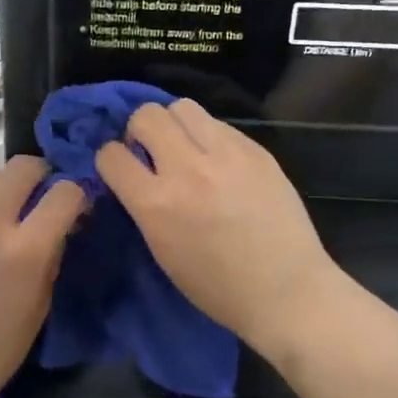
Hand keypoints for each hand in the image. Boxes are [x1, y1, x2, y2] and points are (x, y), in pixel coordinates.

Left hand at [0, 156, 84, 397]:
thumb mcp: (41, 301)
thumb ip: (53, 252)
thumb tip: (64, 220)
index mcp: (26, 250)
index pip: (65, 193)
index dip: (75, 195)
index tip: (73, 206)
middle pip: (23, 167)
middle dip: (40, 177)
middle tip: (39, 197)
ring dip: (2, 186)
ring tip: (1, 210)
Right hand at [95, 101, 342, 356]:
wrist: (286, 290)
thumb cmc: (218, 288)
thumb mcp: (163, 251)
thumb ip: (146, 207)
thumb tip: (137, 176)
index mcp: (156, 204)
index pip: (111, 155)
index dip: (111, 160)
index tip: (122, 169)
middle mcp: (187, 169)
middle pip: (147, 116)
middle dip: (140, 131)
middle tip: (154, 152)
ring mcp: (226, 154)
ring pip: (183, 107)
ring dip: (176, 125)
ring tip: (187, 148)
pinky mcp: (256, 150)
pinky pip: (220, 124)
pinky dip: (210, 137)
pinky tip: (221, 162)